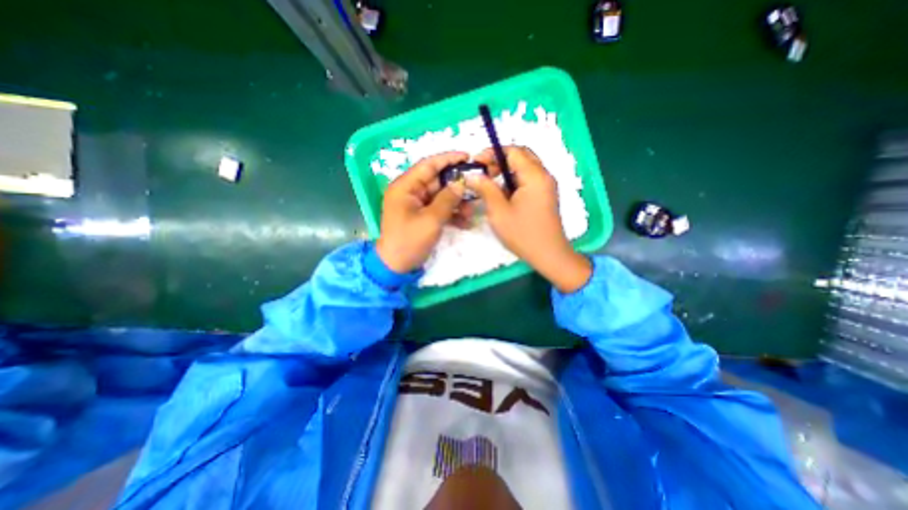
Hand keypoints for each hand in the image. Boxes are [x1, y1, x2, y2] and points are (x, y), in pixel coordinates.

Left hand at [377, 150, 470, 273]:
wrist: (397, 266)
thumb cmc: (409, 241)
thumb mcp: (431, 220)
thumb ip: (447, 199)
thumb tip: (461, 183)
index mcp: (405, 187)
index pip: (428, 165)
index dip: (448, 159)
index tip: (467, 156)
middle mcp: (410, 192)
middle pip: (437, 181)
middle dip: (457, 186)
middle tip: (476, 188)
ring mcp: (417, 205)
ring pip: (441, 196)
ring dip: (457, 202)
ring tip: (471, 211)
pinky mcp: (422, 216)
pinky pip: (439, 209)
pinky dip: (452, 214)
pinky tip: (465, 222)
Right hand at [464, 146, 593, 293]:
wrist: (549, 254)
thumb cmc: (522, 234)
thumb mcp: (499, 212)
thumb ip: (486, 189)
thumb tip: (473, 175)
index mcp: (534, 176)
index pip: (513, 151)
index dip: (492, 153)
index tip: (476, 163)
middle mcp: (544, 175)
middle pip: (521, 155)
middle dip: (499, 160)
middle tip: (483, 173)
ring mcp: (547, 185)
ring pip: (525, 167)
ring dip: (506, 170)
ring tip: (490, 183)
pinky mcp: (545, 195)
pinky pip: (528, 179)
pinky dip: (514, 180)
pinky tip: (503, 193)